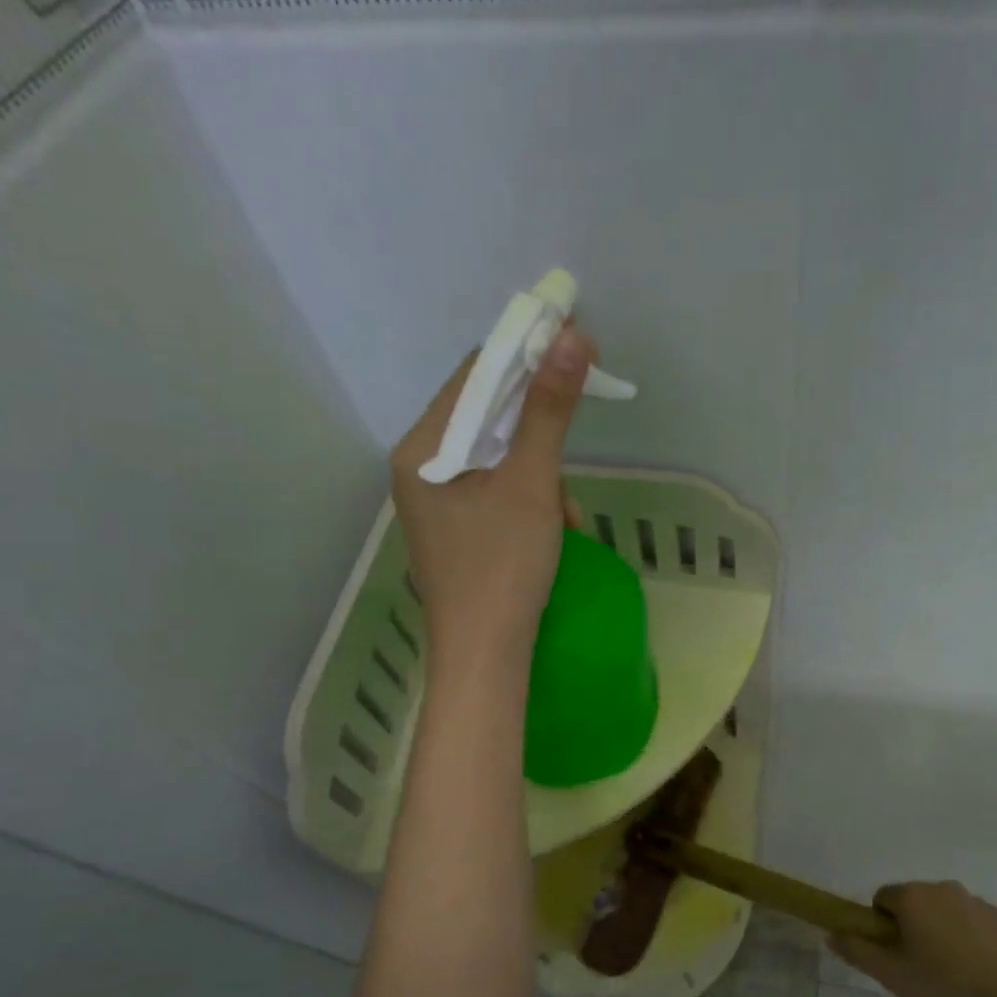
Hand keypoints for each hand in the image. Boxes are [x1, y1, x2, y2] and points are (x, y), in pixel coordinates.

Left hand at [391, 326, 597, 668]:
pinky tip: (556, 530)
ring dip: (540, 472)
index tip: (575, 345)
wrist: (484, 658)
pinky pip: (495, 494)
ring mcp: (436, 505)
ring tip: (567, 513)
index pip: (473, 377)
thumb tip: (572, 338)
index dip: (524, 355)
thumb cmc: (502, 567)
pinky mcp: (456, 532)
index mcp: (422, 449)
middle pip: (484, 419)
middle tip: (576, 430)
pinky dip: (529, 501)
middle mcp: (420, 469)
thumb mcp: (531, 483)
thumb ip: (549, 411)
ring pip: (496, 460)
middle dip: (537, 428)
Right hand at [831, 881, 996, 996]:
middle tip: (919, 967)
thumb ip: (858, 951)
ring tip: (953, 974)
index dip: (881, 925)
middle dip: (913, 927)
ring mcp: (977, 901)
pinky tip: (980, 972)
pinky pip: (975, 923)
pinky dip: (971, 939)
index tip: (893, 954)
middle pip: (915, 902)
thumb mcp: (893, 976)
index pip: (882, 898)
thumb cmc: (945, 986)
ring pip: (946, 912)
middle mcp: (943, 888)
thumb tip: (831, 933)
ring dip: (942, 932)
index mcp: (913, 897)